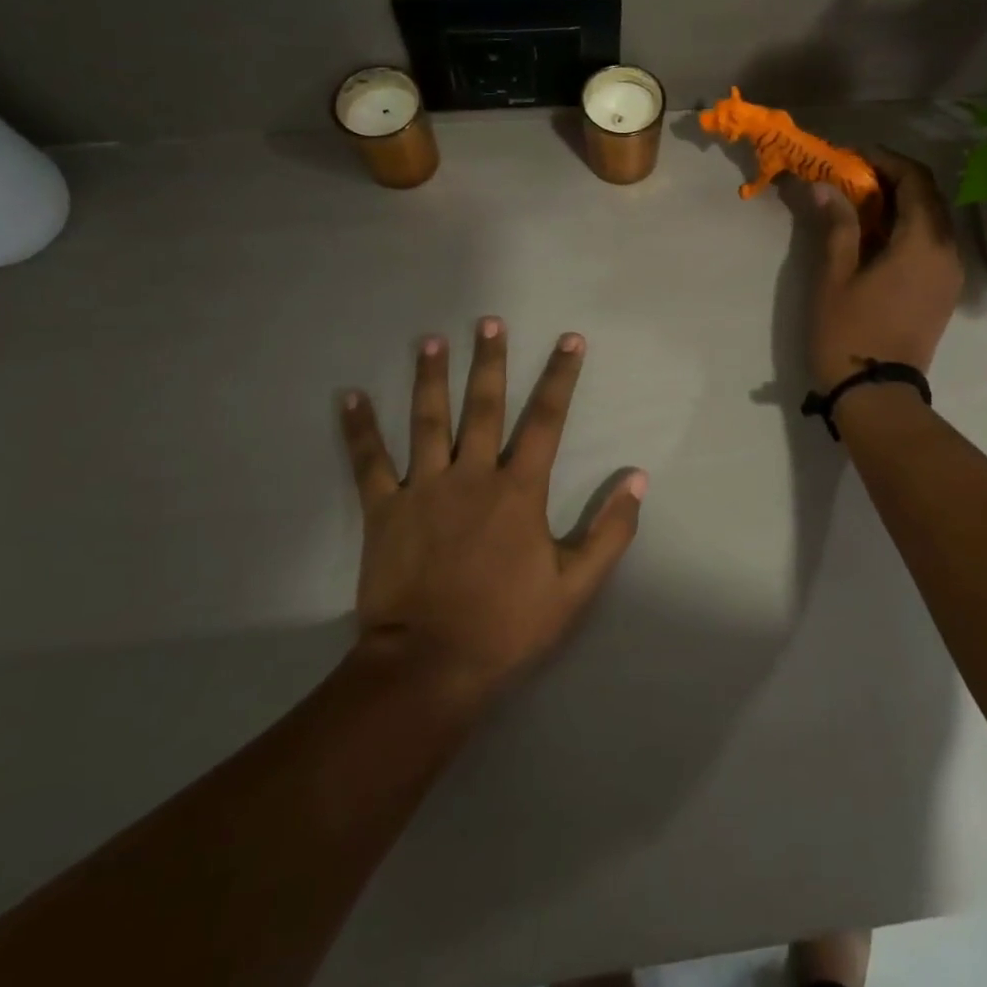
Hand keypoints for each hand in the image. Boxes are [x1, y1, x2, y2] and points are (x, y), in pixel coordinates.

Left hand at [341, 318, 646, 703]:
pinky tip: (349, 396)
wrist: (430, 665)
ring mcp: (423, 489)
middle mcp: (472, 475)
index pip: (546, 420)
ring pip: (427, 421)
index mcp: (518, 490)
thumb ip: (610, 531)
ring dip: (429, 377)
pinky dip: (359, 429)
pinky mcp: (384, 510)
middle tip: (489, 321)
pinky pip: (369, 462)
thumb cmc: (507, 624)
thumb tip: (638, 479)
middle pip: (483, 406)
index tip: (570, 340)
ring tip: (430, 340)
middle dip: (489, 361)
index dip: (560, 378)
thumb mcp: (575, 585)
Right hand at [809, 150, 963, 392]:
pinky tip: (878, 239)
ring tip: (861, 207)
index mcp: (923, 241)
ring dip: (901, 205)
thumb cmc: (849, 332)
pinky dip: (909, 230)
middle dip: (893, 179)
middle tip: (853, 180)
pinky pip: (933, 245)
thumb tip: (826, 186)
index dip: (884, 160)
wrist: (876, 393)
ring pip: (933, 221)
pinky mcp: (945, 292)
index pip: (915, 179)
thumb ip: (837, 225)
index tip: (852, 158)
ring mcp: (951, 274)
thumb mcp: (835, 276)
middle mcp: (948, 251)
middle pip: (928, 197)